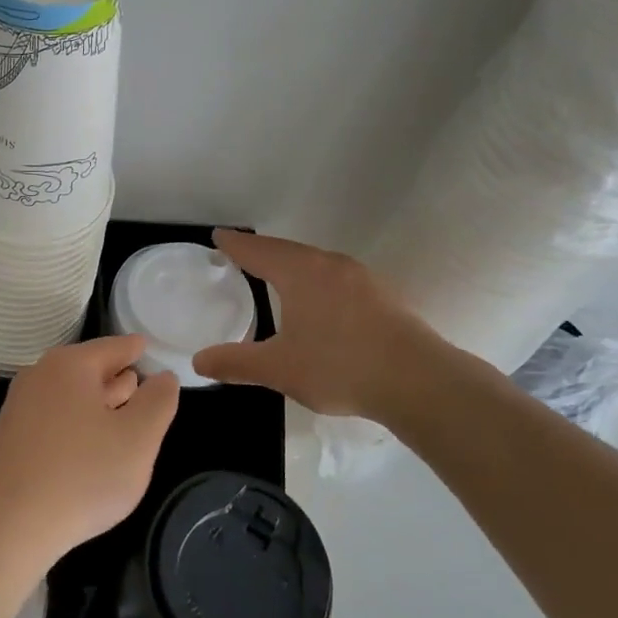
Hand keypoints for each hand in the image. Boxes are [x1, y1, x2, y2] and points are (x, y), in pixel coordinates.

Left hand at [0, 335, 181, 570]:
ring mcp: (20, 408)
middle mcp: (40, 376)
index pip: (113, 347)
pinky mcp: (10, 439)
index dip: (136, 349)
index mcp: (70, 365)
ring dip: (98, 404)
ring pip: (70, 396)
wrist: (6, 527)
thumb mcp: (138, 439)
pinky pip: (54, 419)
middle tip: (140, 382)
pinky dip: (77, 425)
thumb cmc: (82, 475)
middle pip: (88, 369)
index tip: (148, 347)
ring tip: (121, 411)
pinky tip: (90, 449)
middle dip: (116, 377)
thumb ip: (158, 402)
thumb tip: (164, 378)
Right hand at [192, 229, 486, 420]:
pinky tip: (318, 297)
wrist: (419, 381)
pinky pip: (335, 275)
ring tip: (275, 272)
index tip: (218, 236)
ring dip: (291, 262)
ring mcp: (360, 277)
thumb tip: (198, 362)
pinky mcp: (381, 295)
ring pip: (315, 260)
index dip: (235, 244)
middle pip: (287, 250)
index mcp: (300, 273)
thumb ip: (236, 363)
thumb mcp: (279, 369)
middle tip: (241, 252)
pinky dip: (315, 277)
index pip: (258, 251)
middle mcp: (329, 265)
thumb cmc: (340, 367)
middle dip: (262, 250)